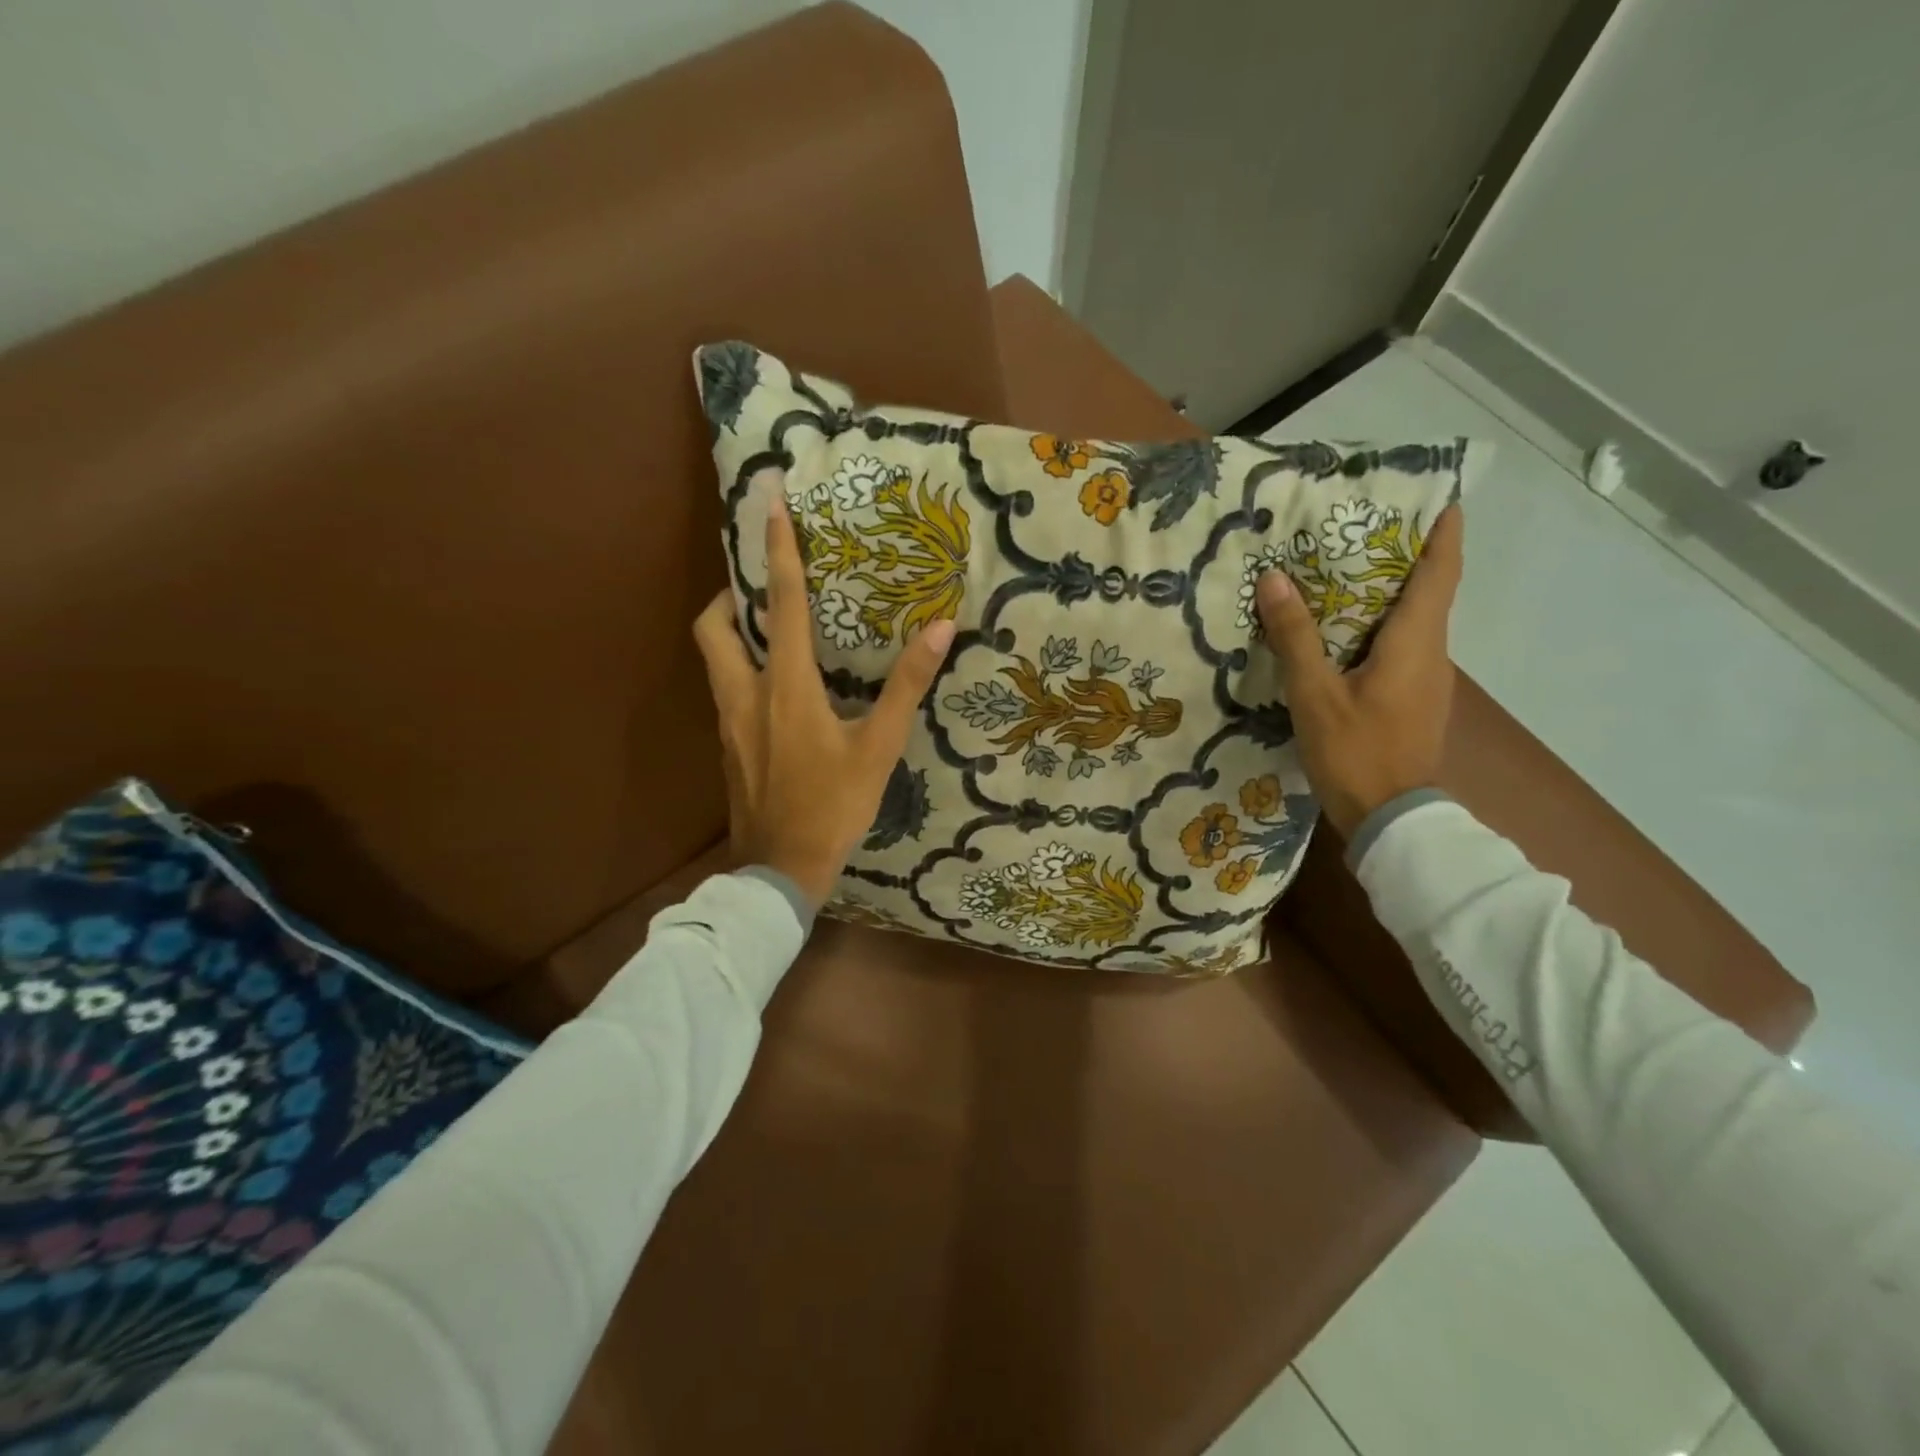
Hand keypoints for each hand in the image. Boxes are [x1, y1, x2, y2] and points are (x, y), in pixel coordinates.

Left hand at [693, 497, 954, 909]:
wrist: (781, 869)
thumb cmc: (834, 806)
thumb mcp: (880, 747)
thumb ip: (907, 686)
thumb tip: (940, 628)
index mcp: (786, 686)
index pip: (781, 603)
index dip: (776, 549)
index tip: (769, 502)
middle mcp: (746, 694)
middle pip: (714, 626)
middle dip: (728, 594)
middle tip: (758, 586)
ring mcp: (729, 723)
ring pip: (715, 660)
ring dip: (733, 632)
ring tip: (769, 629)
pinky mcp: (728, 746)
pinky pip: (727, 691)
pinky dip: (743, 670)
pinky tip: (775, 690)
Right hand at [1255, 504, 1463, 839]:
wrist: (1391, 819)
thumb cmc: (1355, 751)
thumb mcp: (1315, 693)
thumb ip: (1296, 636)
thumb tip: (1275, 579)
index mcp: (1415, 643)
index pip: (1441, 573)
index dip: (1444, 534)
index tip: (1441, 498)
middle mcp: (1431, 654)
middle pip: (1428, 593)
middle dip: (1405, 557)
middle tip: (1364, 530)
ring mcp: (1427, 681)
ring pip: (1413, 623)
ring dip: (1389, 595)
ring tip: (1345, 576)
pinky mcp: (1414, 702)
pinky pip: (1402, 649)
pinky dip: (1380, 629)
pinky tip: (1345, 636)